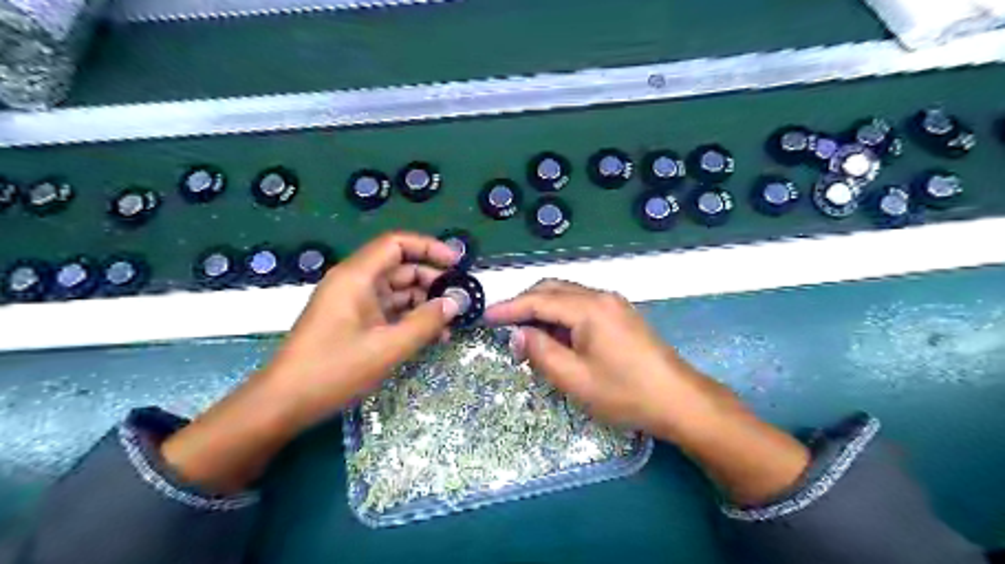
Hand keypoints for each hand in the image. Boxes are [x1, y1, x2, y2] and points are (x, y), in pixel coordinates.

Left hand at [163, 232, 459, 491]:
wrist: (284, 403)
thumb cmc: (334, 370)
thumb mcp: (388, 348)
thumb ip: (426, 323)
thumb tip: (456, 303)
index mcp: (357, 277)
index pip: (397, 244)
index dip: (429, 247)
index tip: (458, 263)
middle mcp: (355, 283)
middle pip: (400, 267)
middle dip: (433, 280)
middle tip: (461, 300)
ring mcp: (354, 303)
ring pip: (397, 291)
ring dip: (425, 303)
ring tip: (451, 322)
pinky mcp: (354, 322)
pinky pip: (389, 310)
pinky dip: (411, 318)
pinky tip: (432, 335)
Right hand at [483, 281, 726, 438]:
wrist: (679, 400)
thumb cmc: (625, 393)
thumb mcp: (575, 379)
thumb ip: (541, 353)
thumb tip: (518, 334)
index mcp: (588, 308)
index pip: (538, 300)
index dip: (509, 308)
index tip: (485, 316)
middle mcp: (601, 296)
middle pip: (552, 289)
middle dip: (524, 303)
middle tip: (503, 326)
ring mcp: (613, 303)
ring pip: (567, 295)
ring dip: (542, 309)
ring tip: (526, 335)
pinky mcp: (620, 314)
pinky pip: (581, 305)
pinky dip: (561, 316)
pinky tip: (555, 336)